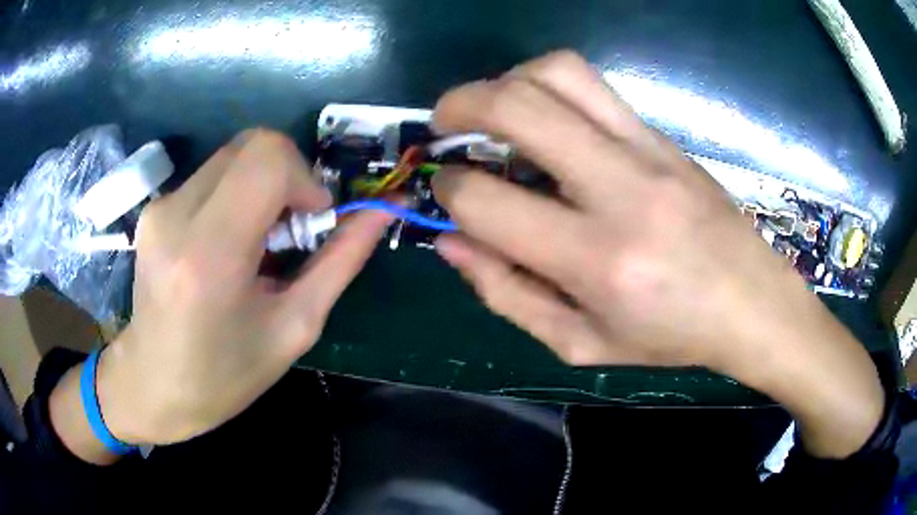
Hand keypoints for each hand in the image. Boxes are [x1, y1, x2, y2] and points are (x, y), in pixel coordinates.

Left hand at [93, 129, 389, 445]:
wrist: (153, 385)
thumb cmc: (225, 376)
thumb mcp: (293, 327)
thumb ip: (340, 261)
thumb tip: (382, 210)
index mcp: (209, 254)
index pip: (267, 159)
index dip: (304, 177)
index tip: (314, 219)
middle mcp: (176, 216)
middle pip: (253, 145)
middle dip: (289, 175)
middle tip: (293, 228)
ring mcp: (160, 207)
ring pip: (234, 156)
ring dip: (263, 186)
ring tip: (261, 241)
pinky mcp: (155, 207)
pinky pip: (212, 175)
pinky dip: (237, 194)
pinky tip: (232, 242)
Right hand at [430, 51, 882, 456]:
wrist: (751, 303)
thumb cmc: (669, 336)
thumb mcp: (580, 342)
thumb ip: (506, 294)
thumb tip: (449, 243)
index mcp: (598, 261)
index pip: (488, 203)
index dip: (449, 192)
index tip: (446, 193)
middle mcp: (621, 189)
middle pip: (518, 107)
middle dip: (459, 105)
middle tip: (443, 122)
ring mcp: (647, 150)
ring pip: (557, 73)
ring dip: (506, 80)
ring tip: (492, 108)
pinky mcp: (662, 135)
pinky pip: (592, 84)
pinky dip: (547, 84)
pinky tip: (544, 116)